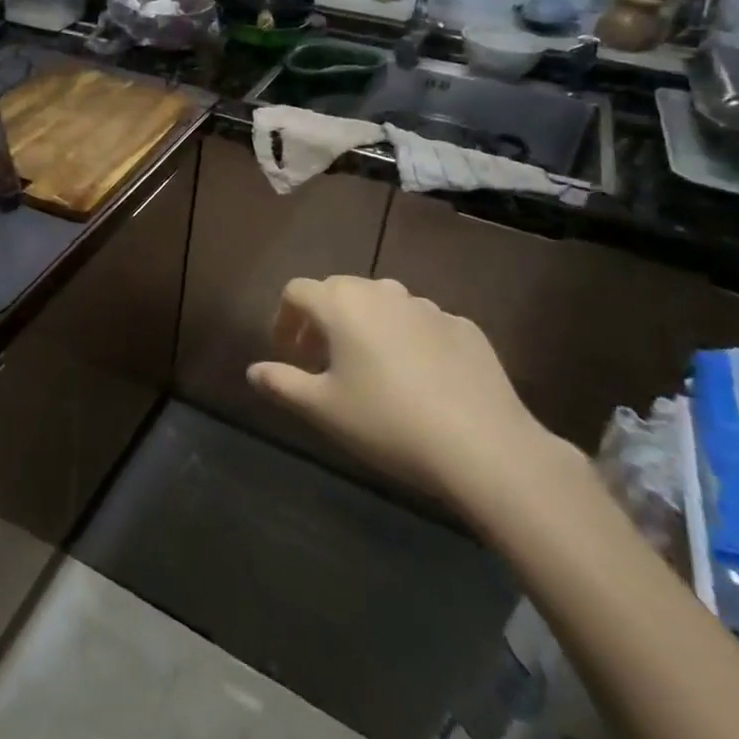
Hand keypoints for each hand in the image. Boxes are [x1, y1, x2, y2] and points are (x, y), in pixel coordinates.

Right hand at [247, 276, 563, 511]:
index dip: (284, 318)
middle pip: (340, 291)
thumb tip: (253, 371)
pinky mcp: (465, 328)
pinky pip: (422, 324)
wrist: (485, 447)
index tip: (287, 352)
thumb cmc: (387, 422)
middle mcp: (382, 293)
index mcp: (341, 305)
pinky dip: (407, 339)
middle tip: (322, 360)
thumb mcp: (322, 409)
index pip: (297, 291)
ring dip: (366, 325)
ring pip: (383, 304)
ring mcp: (428, 308)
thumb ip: (281, 383)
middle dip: (323, 319)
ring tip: (370, 367)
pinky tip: (418, 379)